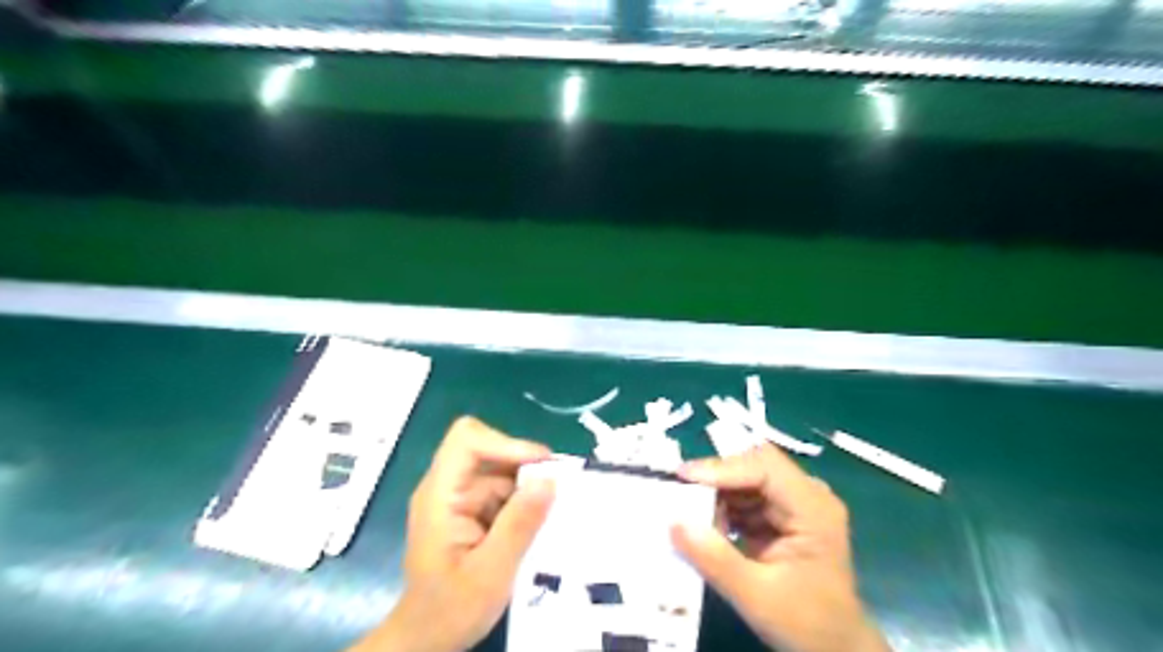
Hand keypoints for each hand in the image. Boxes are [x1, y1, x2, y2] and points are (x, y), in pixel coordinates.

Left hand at [353, 417, 556, 650]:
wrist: (426, 640)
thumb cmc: (450, 611)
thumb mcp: (491, 573)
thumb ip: (519, 525)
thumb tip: (550, 479)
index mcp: (440, 496)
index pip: (467, 441)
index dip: (506, 443)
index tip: (542, 466)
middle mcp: (447, 488)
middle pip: (489, 450)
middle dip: (525, 466)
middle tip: (559, 489)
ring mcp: (459, 498)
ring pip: (501, 470)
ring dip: (529, 485)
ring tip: (555, 510)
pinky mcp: (471, 510)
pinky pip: (503, 490)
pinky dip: (524, 501)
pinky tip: (540, 523)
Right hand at [673, 445, 891, 649]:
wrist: (837, 649)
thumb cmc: (806, 623)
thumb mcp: (756, 595)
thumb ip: (714, 558)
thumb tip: (673, 522)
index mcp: (813, 508)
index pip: (764, 468)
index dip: (722, 468)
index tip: (683, 477)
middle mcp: (807, 496)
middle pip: (755, 466)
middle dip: (716, 477)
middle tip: (679, 490)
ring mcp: (796, 505)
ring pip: (747, 479)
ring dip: (717, 493)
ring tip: (689, 513)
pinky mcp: (783, 518)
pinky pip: (746, 499)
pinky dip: (724, 509)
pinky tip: (708, 527)